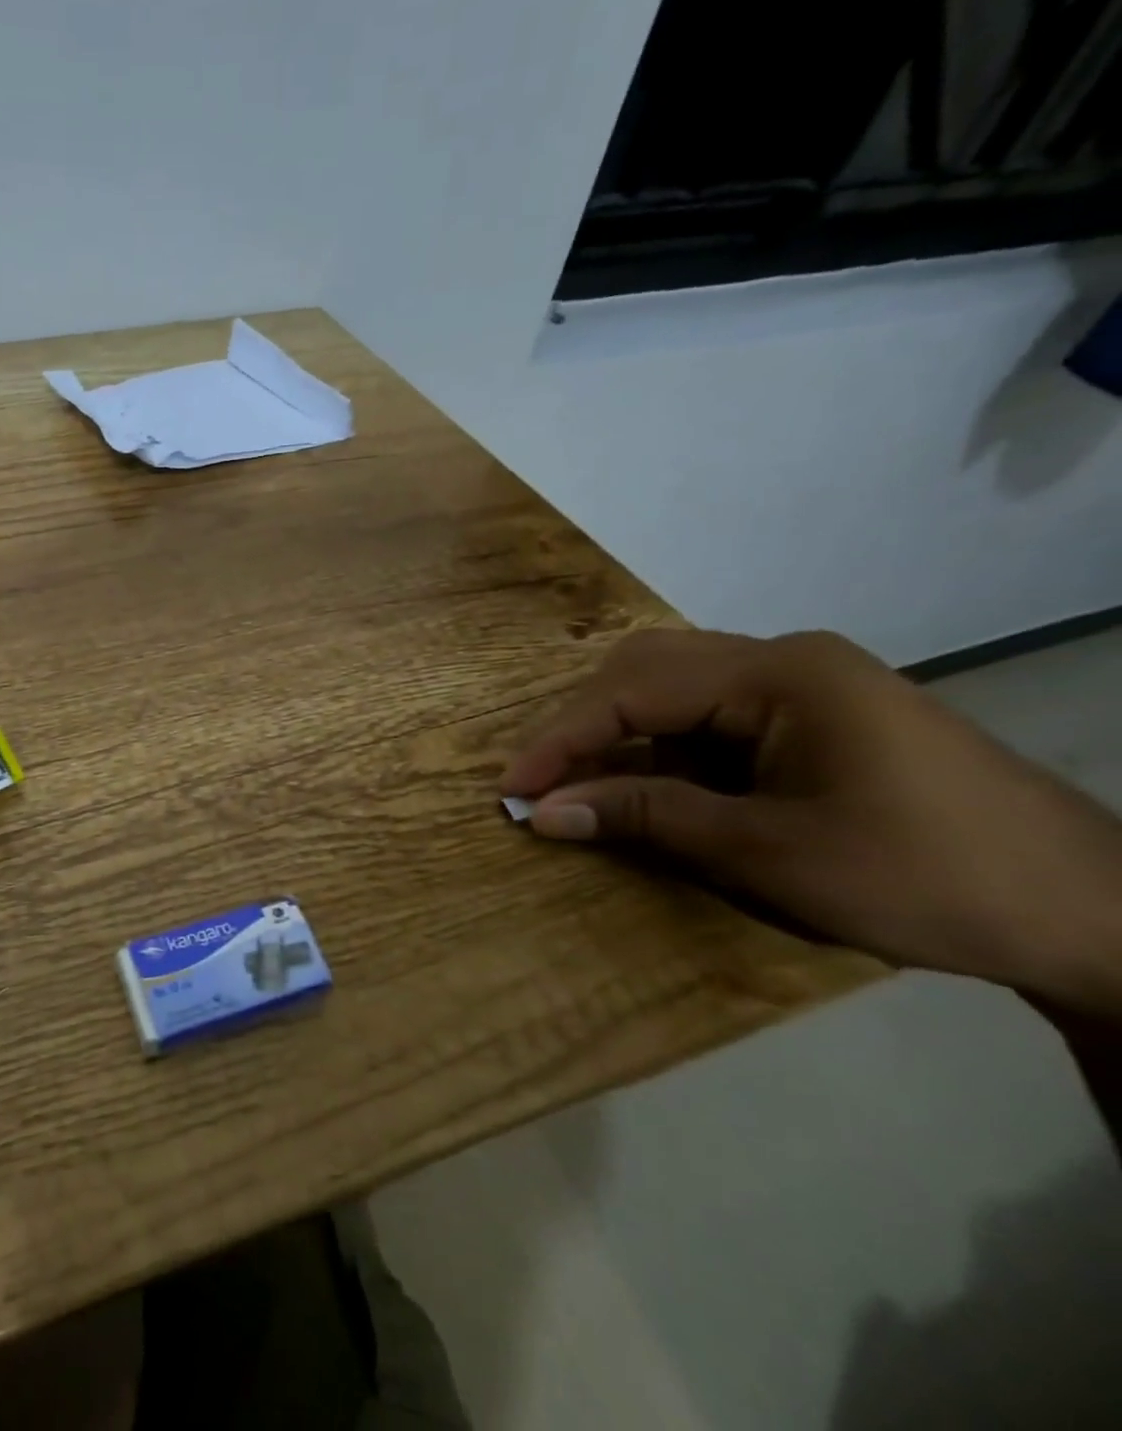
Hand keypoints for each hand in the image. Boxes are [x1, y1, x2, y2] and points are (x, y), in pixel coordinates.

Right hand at [501, 629, 1121, 1014]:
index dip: (560, 740)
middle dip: (581, 725)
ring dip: (616, 734)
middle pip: (644, 670)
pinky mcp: (810, 716)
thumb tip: (544, 813)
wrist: (1090, 916)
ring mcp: (801, 684)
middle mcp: (784, 659)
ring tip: (582, 786)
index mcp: (781, 674)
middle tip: (541, 783)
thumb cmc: (923, 879)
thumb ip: (645, 817)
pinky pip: (706, 715)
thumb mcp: (766, 853)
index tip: (510, 789)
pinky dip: (661, 748)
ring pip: (671, 687)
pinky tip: (648, 784)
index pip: (633, 692)